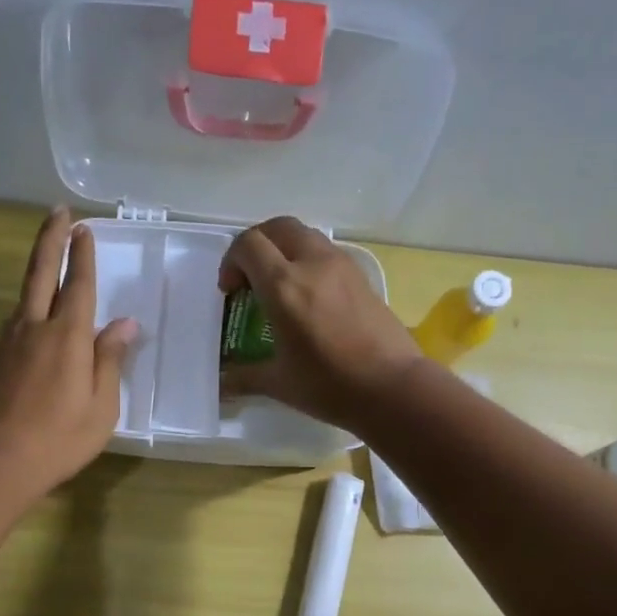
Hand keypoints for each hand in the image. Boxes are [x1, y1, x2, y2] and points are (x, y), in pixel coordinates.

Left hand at [0, 208, 138, 492]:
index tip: (84, 228)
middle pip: (41, 272)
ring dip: (38, 269)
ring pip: (25, 295)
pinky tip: (35, 316)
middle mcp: (34, 327)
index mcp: (67, 335)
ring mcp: (8, 342)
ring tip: (50, 258)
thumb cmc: (59, 438)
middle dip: (51, 240)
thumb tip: (124, 324)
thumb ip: (110, 360)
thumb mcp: (101, 405)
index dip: (82, 255)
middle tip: (58, 214)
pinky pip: (16, 322)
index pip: (78, 284)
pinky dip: (30, 306)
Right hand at [217, 217, 422, 428]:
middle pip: (277, 227)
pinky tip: (310, 297)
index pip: (248, 245)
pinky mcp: (362, 276)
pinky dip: (308, 260)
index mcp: (284, 286)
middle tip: (251, 278)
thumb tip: (222, 384)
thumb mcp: (280, 383)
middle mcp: (312, 264)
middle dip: (257, 245)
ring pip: (305, 235)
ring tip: (281, 285)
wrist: (393, 388)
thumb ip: (243, 377)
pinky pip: (327, 252)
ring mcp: (341, 266)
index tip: (230, 291)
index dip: (231, 261)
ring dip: (284, 249)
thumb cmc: (330, 386)